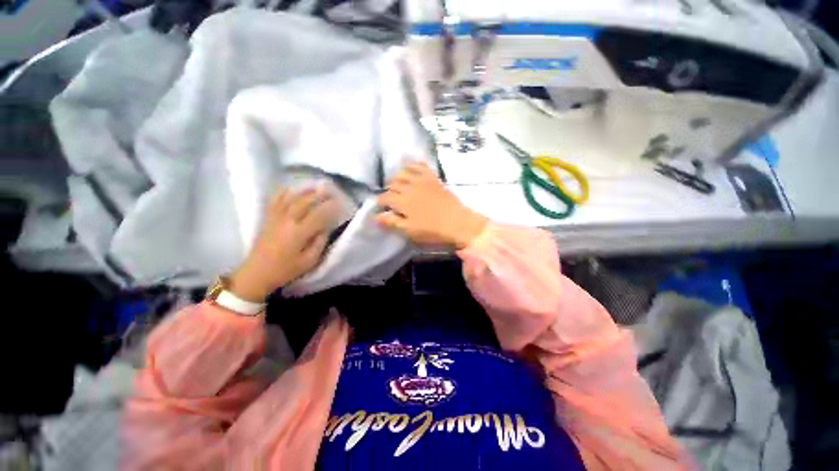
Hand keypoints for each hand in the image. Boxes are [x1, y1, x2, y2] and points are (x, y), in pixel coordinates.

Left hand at [229, 187, 338, 301]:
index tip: (339, 202)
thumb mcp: (309, 261)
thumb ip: (320, 242)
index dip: (330, 207)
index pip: (318, 215)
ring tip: (314, 187)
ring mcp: (275, 218)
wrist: (257, 273)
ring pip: (290, 199)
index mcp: (299, 233)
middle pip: (304, 202)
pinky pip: (274, 202)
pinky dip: (282, 193)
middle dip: (318, 195)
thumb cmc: (286, 269)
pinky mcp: (268, 219)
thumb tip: (325, 228)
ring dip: (303, 191)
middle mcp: (287, 221)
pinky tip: (289, 188)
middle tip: (329, 189)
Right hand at [376, 162, 486, 248]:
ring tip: (398, 185)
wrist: (458, 223)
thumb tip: (376, 216)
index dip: (380, 203)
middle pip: (392, 184)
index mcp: (402, 201)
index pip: (385, 198)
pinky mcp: (433, 178)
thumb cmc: (433, 231)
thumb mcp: (410, 231)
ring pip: (403, 172)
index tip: (381, 208)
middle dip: (388, 190)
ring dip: (397, 177)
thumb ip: (392, 222)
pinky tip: (410, 168)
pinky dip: (413, 165)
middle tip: (390, 199)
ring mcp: (422, 180)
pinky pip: (420, 165)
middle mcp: (409, 187)